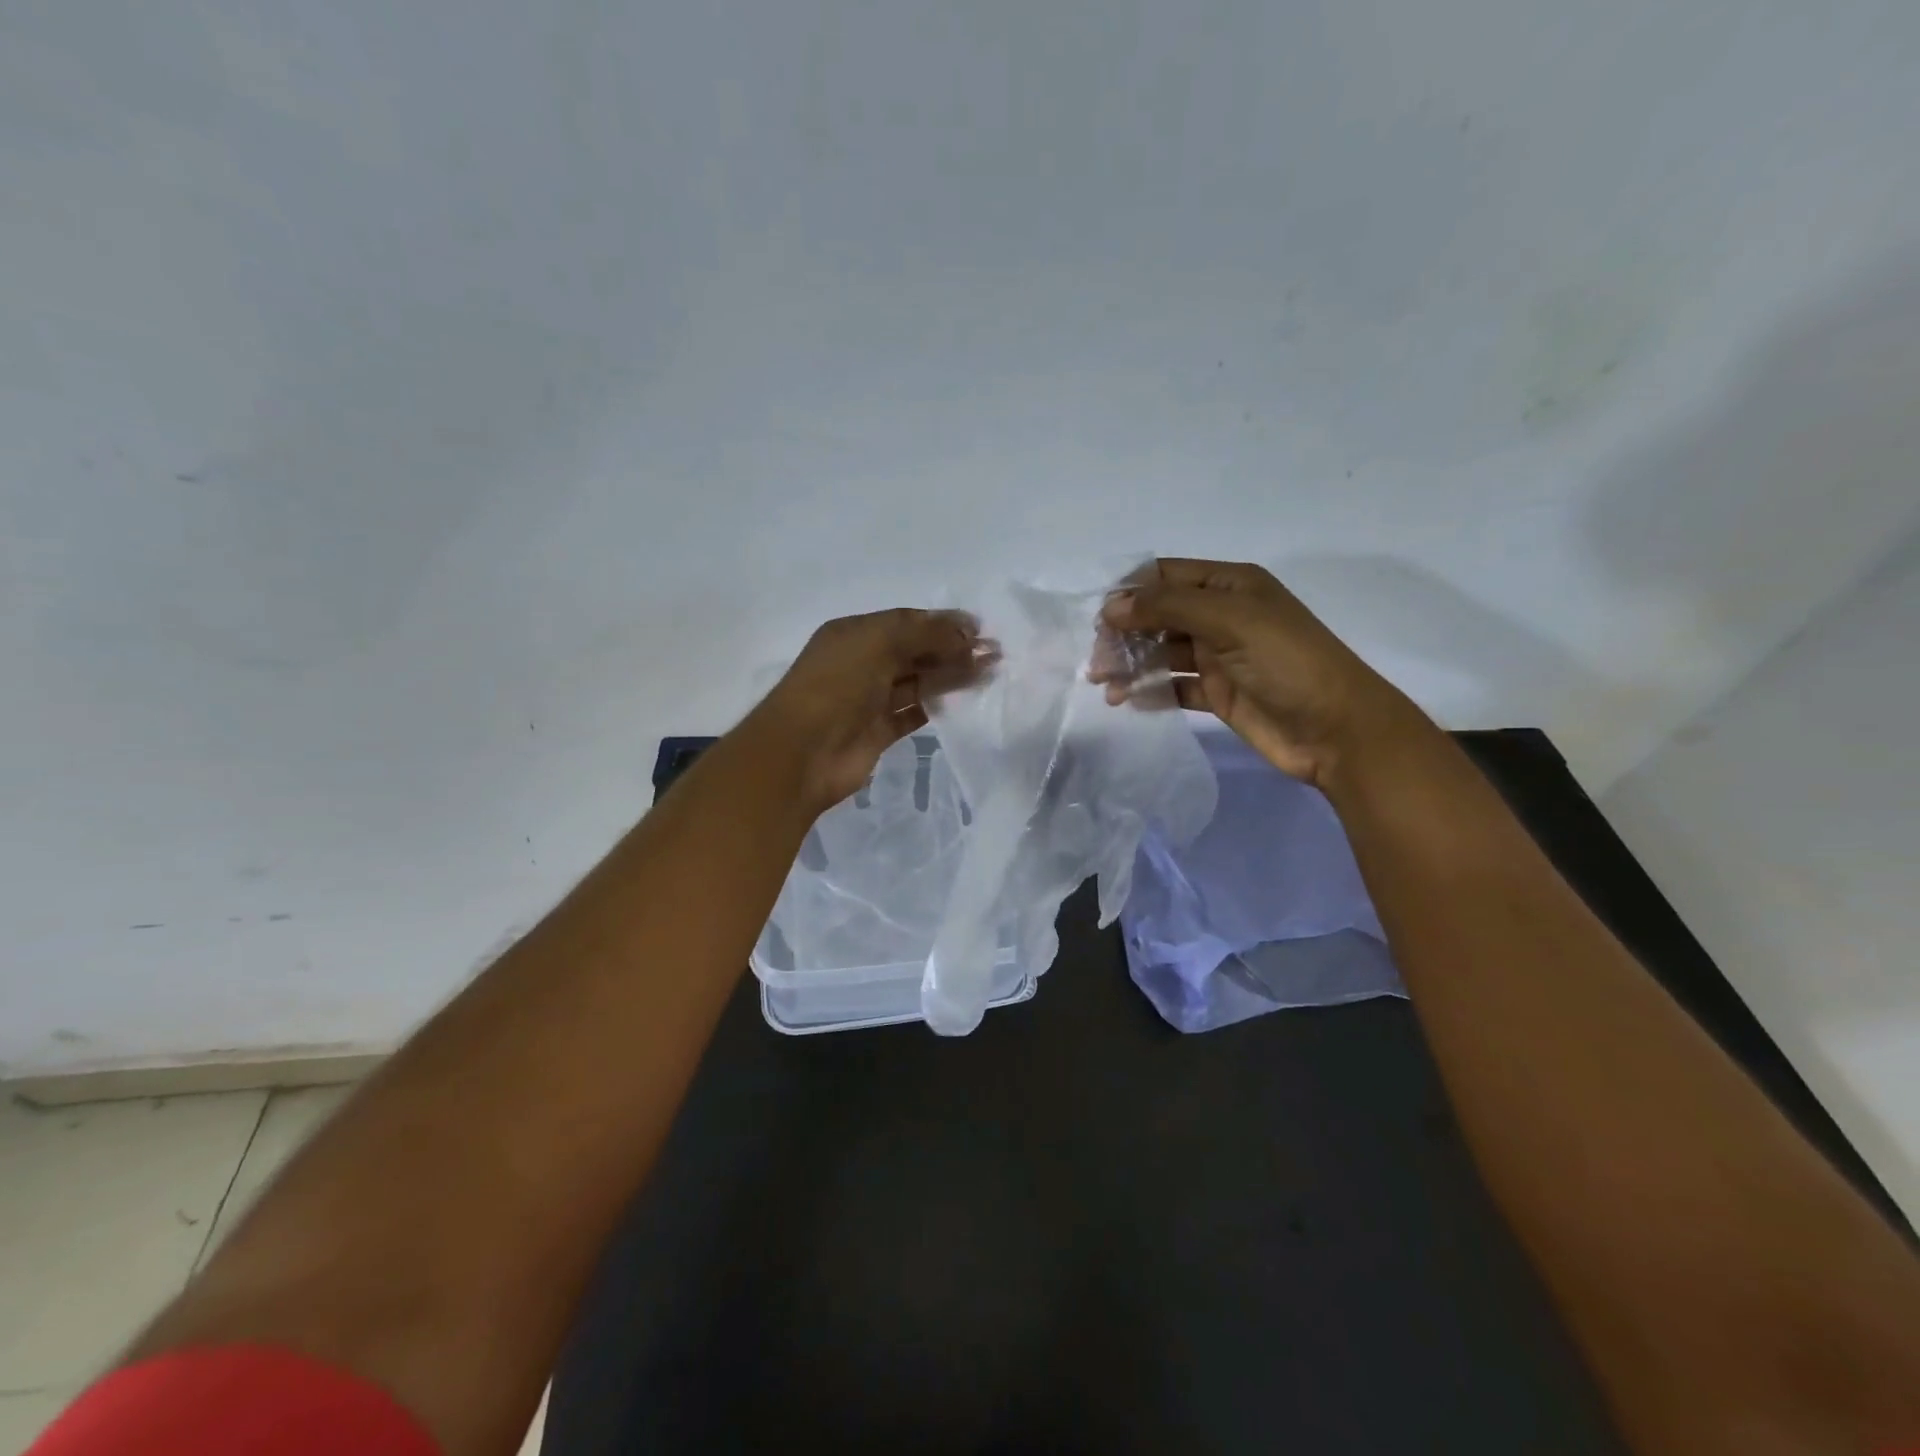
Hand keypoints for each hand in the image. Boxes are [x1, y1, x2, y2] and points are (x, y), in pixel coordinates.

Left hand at [754, 608, 990, 812]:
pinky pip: (913, 713)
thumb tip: (966, 632)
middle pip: (915, 651)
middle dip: (953, 649)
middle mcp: (862, 663)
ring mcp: (870, 699)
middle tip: (994, 652)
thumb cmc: (837, 685)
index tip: (979, 629)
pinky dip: (936, 705)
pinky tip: (964, 699)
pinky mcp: (878, 732)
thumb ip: (924, 634)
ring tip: (989, 672)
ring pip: (918, 681)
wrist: (802, 752)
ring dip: (951, 675)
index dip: (942, 623)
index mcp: (855, 634)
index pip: (906, 621)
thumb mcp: (879, 643)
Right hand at [1096, 559, 1430, 792]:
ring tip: (1105, 687)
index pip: (1166, 577)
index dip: (1130, 592)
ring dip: (1132, 666)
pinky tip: (1127, 702)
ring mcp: (1219, 657)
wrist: (1336, 730)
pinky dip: (1150, 692)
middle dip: (1124, 635)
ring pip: (1162, 653)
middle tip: (1097, 662)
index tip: (1098, 618)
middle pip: (1158, 616)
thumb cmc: (1286, 663)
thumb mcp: (1230, 621)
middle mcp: (1222, 616)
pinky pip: (1174, 687)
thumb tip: (1111, 606)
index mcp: (1230, 586)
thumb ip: (1168, 607)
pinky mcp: (1218, 694)